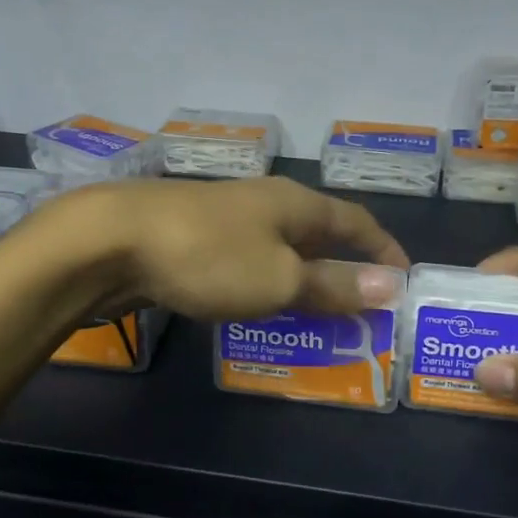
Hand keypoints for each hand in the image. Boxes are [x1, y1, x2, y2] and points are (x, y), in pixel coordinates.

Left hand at [64, 177, 409, 322]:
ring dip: (303, 278)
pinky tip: (259, 306)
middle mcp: (265, 202)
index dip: (383, 249)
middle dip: (343, 267)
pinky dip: (266, 283)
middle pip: (319, 233)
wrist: (113, 240)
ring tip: (317, 315)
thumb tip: (393, 286)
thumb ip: (334, 284)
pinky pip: (248, 261)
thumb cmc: (210, 256)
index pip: (356, 221)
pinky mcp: (195, 237)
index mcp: (296, 203)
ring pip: (280, 248)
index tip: (404, 279)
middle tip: (362, 308)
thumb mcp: (280, 278)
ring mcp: (227, 218)